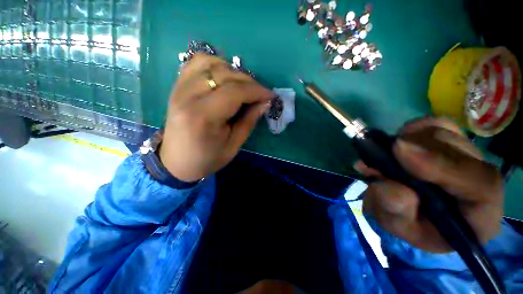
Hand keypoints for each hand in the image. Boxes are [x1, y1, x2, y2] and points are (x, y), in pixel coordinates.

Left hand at [159, 54, 273, 181]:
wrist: (176, 161)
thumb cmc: (207, 158)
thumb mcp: (233, 145)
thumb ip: (249, 121)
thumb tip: (265, 102)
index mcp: (203, 116)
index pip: (234, 92)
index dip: (256, 91)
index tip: (270, 96)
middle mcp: (188, 96)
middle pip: (224, 74)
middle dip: (249, 81)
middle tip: (260, 93)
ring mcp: (179, 88)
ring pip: (211, 63)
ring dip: (233, 71)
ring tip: (243, 86)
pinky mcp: (177, 86)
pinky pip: (197, 63)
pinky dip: (216, 65)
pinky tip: (225, 76)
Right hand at [355, 118, 503, 252]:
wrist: (411, 212)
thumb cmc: (408, 224)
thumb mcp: (396, 225)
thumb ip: (395, 211)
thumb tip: (390, 186)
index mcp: (480, 215)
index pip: (481, 186)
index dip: (443, 165)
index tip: (400, 151)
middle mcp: (481, 180)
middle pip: (459, 151)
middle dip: (416, 149)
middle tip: (379, 157)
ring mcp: (467, 156)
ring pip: (446, 133)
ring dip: (410, 140)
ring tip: (384, 156)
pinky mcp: (450, 141)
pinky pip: (433, 124)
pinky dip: (411, 130)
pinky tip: (397, 145)